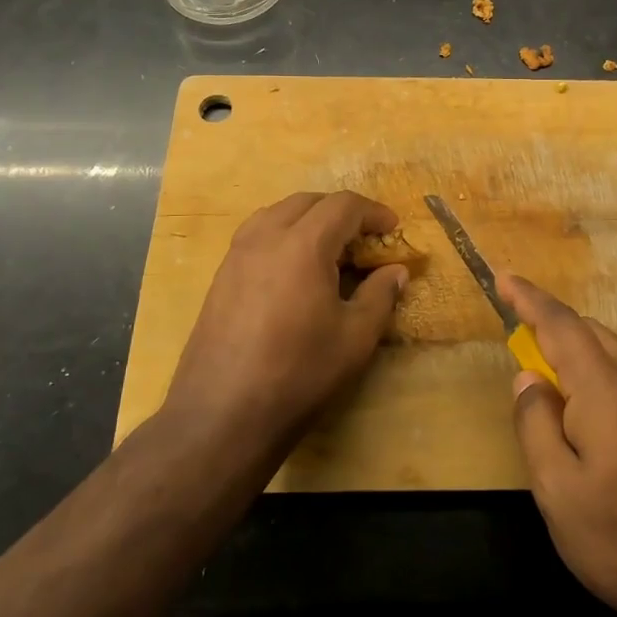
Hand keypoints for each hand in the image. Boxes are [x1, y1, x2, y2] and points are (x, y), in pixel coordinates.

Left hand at [164, 191, 407, 457]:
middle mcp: (266, 237)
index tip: (392, 229)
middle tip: (364, 239)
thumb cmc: (299, 373)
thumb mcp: (355, 338)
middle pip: (308, 201)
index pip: (343, 205)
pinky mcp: (221, 276)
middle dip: (341, 211)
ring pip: (277, 213)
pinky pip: (256, 235)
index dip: (373, 212)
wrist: (222, 414)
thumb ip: (380, 295)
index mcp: (303, 244)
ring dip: (309, 219)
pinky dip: (283, 235)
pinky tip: (294, 271)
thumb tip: (396, 271)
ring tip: (329, 249)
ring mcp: (237, 255)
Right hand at [502, 272, 616, 616]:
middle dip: (550, 321)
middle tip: (516, 326)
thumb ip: (536, 427)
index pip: (560, 327)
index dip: (529, 299)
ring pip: (611, 354)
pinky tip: (584, 407)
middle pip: (590, 332)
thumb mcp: (559, 492)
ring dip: (574, 346)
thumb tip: (527, 379)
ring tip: (544, 367)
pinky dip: (594, 370)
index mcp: (605, 391)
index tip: (503, 277)